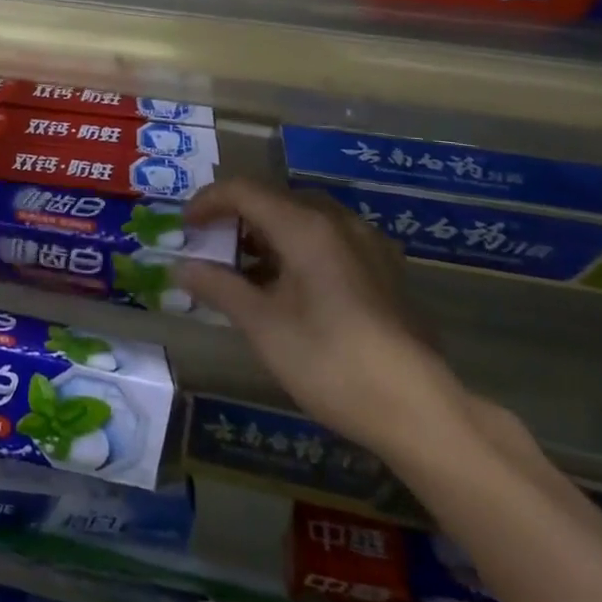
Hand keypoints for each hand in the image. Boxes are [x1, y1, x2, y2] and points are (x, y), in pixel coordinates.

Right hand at [174, 178, 465, 459]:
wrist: (421, 410)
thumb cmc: (331, 362)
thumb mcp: (263, 326)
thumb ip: (219, 287)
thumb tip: (180, 268)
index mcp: (305, 225)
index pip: (243, 190)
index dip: (207, 202)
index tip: (184, 228)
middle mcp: (337, 220)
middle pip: (273, 199)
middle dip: (235, 218)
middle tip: (210, 249)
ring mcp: (367, 243)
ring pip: (303, 217)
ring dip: (266, 233)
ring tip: (245, 270)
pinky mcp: (385, 269)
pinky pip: (329, 238)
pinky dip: (297, 247)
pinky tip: (291, 287)